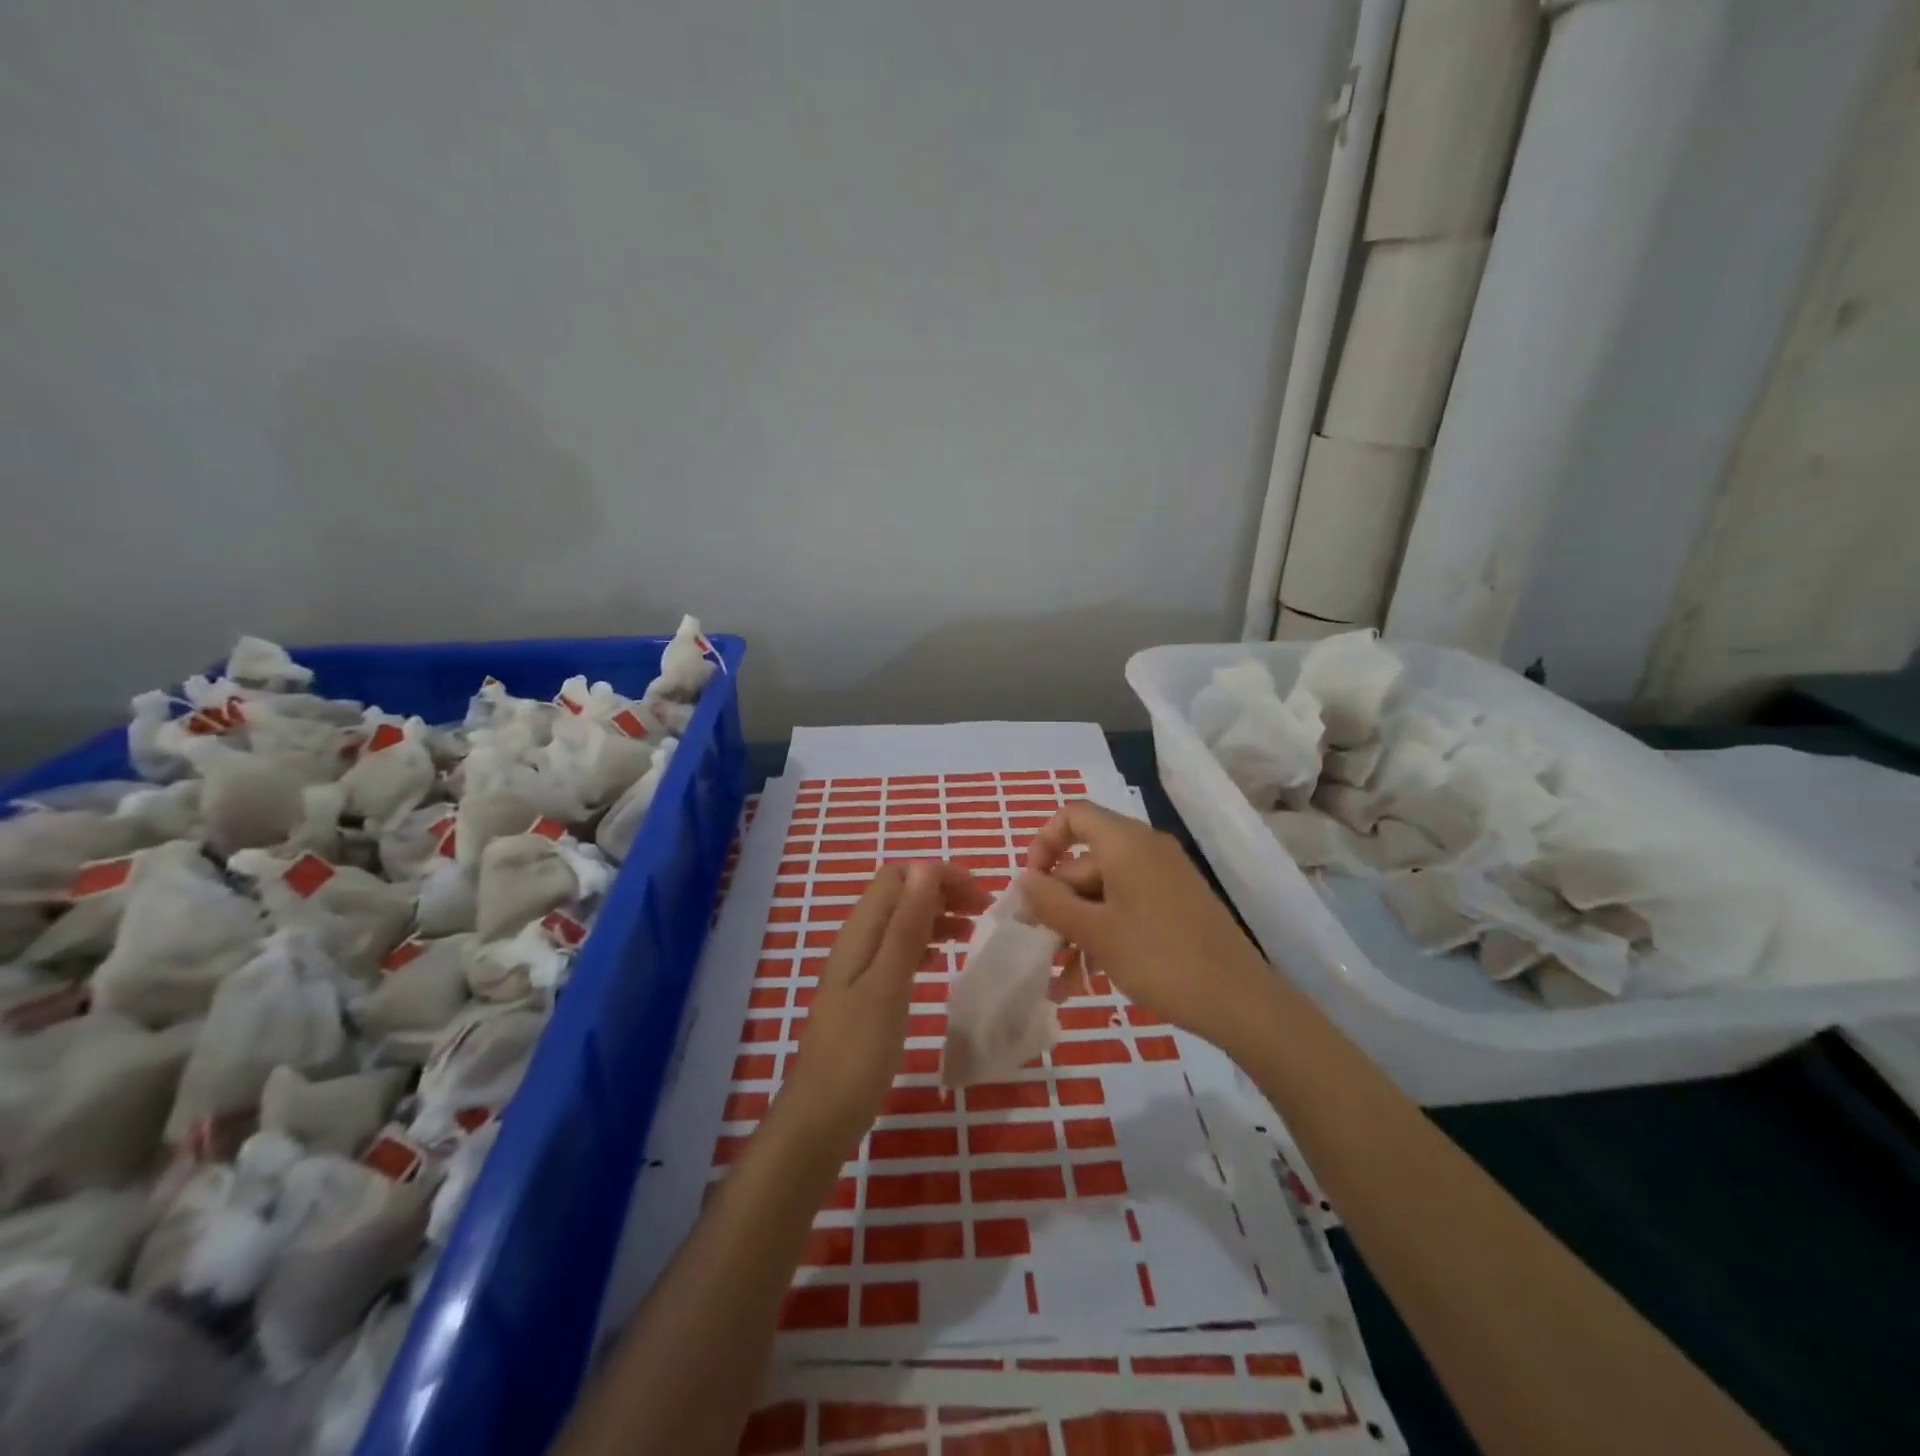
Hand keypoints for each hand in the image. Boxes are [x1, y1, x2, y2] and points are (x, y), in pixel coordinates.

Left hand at [775, 860, 987, 1149]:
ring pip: (902, 923)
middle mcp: (858, 942)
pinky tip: (943, 959)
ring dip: (936, 917)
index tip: (979, 895)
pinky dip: (925, 944)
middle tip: (983, 912)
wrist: (821, 1117)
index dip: (938, 875)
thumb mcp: (887, 985)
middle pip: (901, 895)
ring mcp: (860, 969)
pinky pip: (899, 952)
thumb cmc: (857, 1052)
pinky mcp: (867, 994)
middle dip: (941, 891)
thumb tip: (926, 869)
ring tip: (972, 932)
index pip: (898, 876)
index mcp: (860, 933)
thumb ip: (906, 927)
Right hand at [1019, 801, 1270, 1050]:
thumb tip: (1024, 879)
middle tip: (1040, 944)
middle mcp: (1145, 849)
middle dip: (1057, 903)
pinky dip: (1104, 933)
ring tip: (1060, 979)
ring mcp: (1164, 878)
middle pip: (1085, 861)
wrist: (1239, 1000)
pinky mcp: (1176, 904)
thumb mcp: (1094, 931)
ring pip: (1103, 891)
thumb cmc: (1158, 957)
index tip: (1032, 885)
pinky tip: (1088, 977)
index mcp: (1125, 842)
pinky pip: (1127, 906)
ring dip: (1077, 928)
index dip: (1043, 843)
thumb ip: (1051, 901)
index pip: (1073, 816)